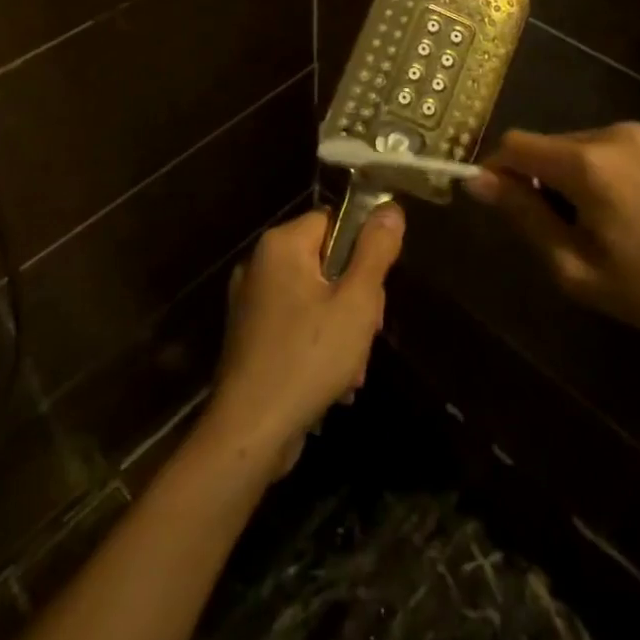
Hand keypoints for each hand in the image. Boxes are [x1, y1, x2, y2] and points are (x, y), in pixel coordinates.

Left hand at [201, 206, 404, 477]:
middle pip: (326, 262)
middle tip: (365, 334)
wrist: (249, 432)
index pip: (334, 223)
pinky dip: (317, 346)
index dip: (362, 253)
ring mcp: (251, 301)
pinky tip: (331, 382)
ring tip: (350, 369)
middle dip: (354, 299)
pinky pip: (295, 324)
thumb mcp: (356, 303)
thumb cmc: (308, 359)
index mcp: (281, 245)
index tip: (374, 293)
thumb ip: (375, 252)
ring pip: (315, 298)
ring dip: (341, 330)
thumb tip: (390, 207)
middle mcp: (260, 263)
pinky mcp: (250, 335)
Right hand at [464, 123, 639, 348]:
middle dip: (534, 181)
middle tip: (555, 234)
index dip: (494, 171)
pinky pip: (602, 150)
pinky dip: (592, 175)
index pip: (514, 145)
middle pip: (544, 146)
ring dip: (564, 179)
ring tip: (594, 229)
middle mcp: (610, 134)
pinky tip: (622, 215)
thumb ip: (524, 218)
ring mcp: (639, 134)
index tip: (499, 208)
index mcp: (588, 164)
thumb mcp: (578, 269)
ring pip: (572, 147)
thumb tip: (477, 180)